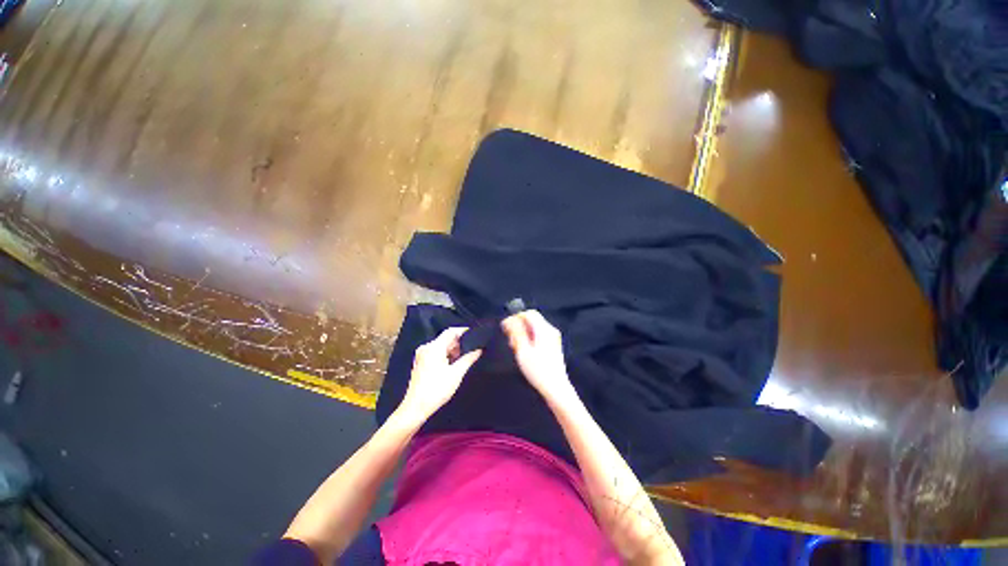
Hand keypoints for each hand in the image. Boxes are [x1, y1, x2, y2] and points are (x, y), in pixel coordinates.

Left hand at [397, 327, 481, 423]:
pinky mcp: (421, 363)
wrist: (415, 408)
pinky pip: (436, 353)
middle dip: (460, 343)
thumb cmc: (436, 390)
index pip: (451, 331)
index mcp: (433, 347)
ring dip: (453, 350)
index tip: (476, 334)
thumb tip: (479, 349)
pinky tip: (453, 364)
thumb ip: (469, 358)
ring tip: (465, 358)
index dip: (464, 331)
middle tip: (473, 349)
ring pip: (441, 346)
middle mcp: (426, 347)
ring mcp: (422, 355)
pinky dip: (446, 355)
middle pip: (446, 339)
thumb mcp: (456, 374)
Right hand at [501, 310, 574, 403]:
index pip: (529, 313)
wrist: (556, 388)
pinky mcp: (552, 345)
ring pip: (534, 328)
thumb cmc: (538, 370)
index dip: (516, 317)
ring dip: (523, 333)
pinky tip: (524, 350)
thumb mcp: (523, 351)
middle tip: (510, 340)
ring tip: (515, 346)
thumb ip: (516, 333)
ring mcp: (553, 337)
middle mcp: (550, 330)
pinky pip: (538, 335)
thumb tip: (509, 320)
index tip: (505, 327)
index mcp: (544, 329)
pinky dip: (529, 339)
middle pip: (532, 320)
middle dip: (519, 326)